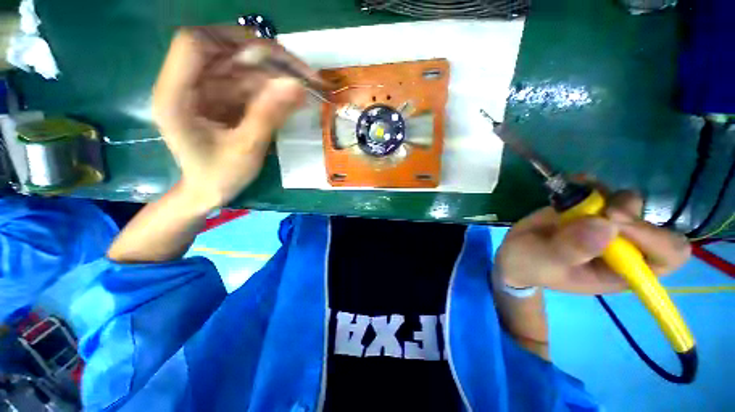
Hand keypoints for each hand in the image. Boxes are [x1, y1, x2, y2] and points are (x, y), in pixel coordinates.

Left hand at [152, 28, 314, 210]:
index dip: (233, 41)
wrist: (209, 190)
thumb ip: (269, 116)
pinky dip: (271, 88)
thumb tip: (297, 86)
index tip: (273, 58)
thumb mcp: (246, 150)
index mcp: (176, 96)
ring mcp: (203, 90)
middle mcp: (186, 84)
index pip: (194, 44)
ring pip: (240, 66)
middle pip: (224, 51)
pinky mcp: (219, 97)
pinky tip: (291, 98)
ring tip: (305, 88)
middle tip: (303, 74)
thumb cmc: (220, 176)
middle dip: (267, 60)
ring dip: (275, 75)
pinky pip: (247, 82)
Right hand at [495, 190, 690, 293]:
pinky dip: (590, 184)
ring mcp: (608, 226)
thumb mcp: (545, 263)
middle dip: (628, 212)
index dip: (653, 237)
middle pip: (653, 223)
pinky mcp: (590, 210)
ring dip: (606, 196)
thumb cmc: (532, 265)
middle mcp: (624, 248)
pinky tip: (574, 183)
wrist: (516, 252)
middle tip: (600, 209)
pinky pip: (602, 190)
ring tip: (576, 199)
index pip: (667, 255)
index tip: (614, 222)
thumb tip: (605, 226)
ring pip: (629, 202)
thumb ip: (571, 250)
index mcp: (623, 271)